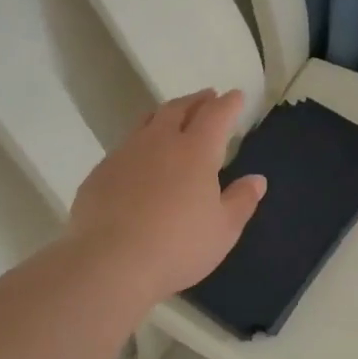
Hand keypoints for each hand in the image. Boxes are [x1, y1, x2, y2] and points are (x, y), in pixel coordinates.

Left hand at [68, 88, 266, 304]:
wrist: (110, 262)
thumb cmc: (178, 246)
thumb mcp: (223, 230)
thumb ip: (241, 200)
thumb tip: (257, 179)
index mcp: (195, 151)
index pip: (216, 115)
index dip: (228, 103)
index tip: (236, 96)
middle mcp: (159, 142)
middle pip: (178, 109)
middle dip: (196, 100)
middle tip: (207, 98)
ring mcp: (125, 154)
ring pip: (147, 122)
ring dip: (165, 115)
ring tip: (173, 118)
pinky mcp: (100, 173)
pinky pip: (125, 147)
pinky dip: (140, 144)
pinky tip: (140, 160)